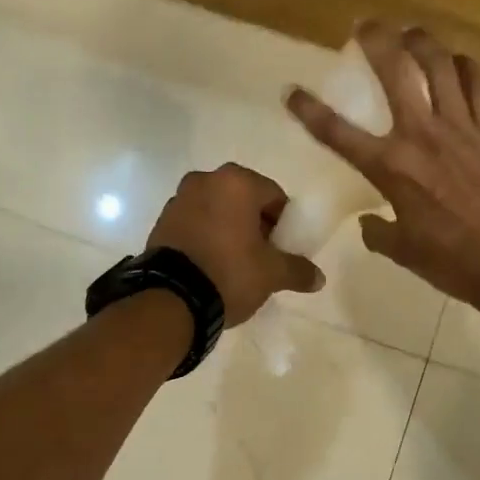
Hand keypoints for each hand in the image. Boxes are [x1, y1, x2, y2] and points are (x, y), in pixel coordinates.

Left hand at [147, 163, 323, 322]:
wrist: (172, 299)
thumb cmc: (230, 273)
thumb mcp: (272, 274)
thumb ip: (298, 270)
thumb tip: (319, 278)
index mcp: (236, 182)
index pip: (274, 196)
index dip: (283, 223)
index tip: (283, 248)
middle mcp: (204, 180)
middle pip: (242, 201)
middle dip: (254, 225)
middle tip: (261, 257)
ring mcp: (177, 200)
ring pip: (215, 212)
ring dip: (227, 231)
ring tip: (234, 265)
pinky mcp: (160, 223)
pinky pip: (193, 225)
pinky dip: (205, 238)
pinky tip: (210, 266)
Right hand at [285, 22, 479, 304]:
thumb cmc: (454, 262)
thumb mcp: (405, 253)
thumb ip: (380, 233)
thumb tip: (369, 223)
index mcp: (390, 168)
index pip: (337, 133)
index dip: (309, 110)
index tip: (292, 91)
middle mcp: (421, 135)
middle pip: (395, 71)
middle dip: (376, 40)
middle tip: (366, 24)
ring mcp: (462, 126)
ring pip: (440, 65)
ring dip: (422, 42)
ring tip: (412, 32)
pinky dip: (466, 66)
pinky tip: (460, 62)